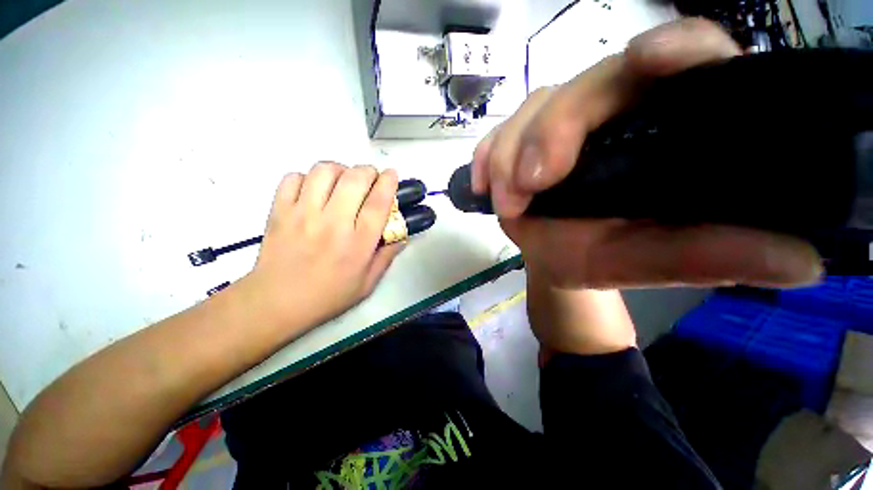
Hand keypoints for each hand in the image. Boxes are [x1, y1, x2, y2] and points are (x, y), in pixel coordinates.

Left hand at [245, 162, 403, 330]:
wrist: (276, 303)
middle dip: (367, 171)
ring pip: (324, 171)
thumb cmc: (328, 296)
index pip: (378, 203)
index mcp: (358, 243)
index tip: (392, 174)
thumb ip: (387, 257)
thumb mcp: (367, 283)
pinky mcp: (279, 211)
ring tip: (343, 180)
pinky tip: (314, 190)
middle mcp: (333, 223)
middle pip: (354, 179)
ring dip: (340, 169)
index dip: (388, 182)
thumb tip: (402, 236)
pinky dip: (307, 177)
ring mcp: (303, 214)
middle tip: (370, 177)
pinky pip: (293, 178)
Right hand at [472, 18, 821, 288]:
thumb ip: (708, 257)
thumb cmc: (598, 257)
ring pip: (533, 109)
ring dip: (509, 155)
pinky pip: (498, 134)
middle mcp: (614, 112)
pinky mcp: (521, 140)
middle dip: (550, 132)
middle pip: (586, 85)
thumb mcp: (645, 261)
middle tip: (530, 186)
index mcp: (666, 128)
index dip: (674, 47)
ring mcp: (560, 124)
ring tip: (507, 204)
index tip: (647, 61)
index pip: (687, 60)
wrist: (554, 257)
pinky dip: (487, 156)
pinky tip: (484, 185)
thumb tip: (802, 263)